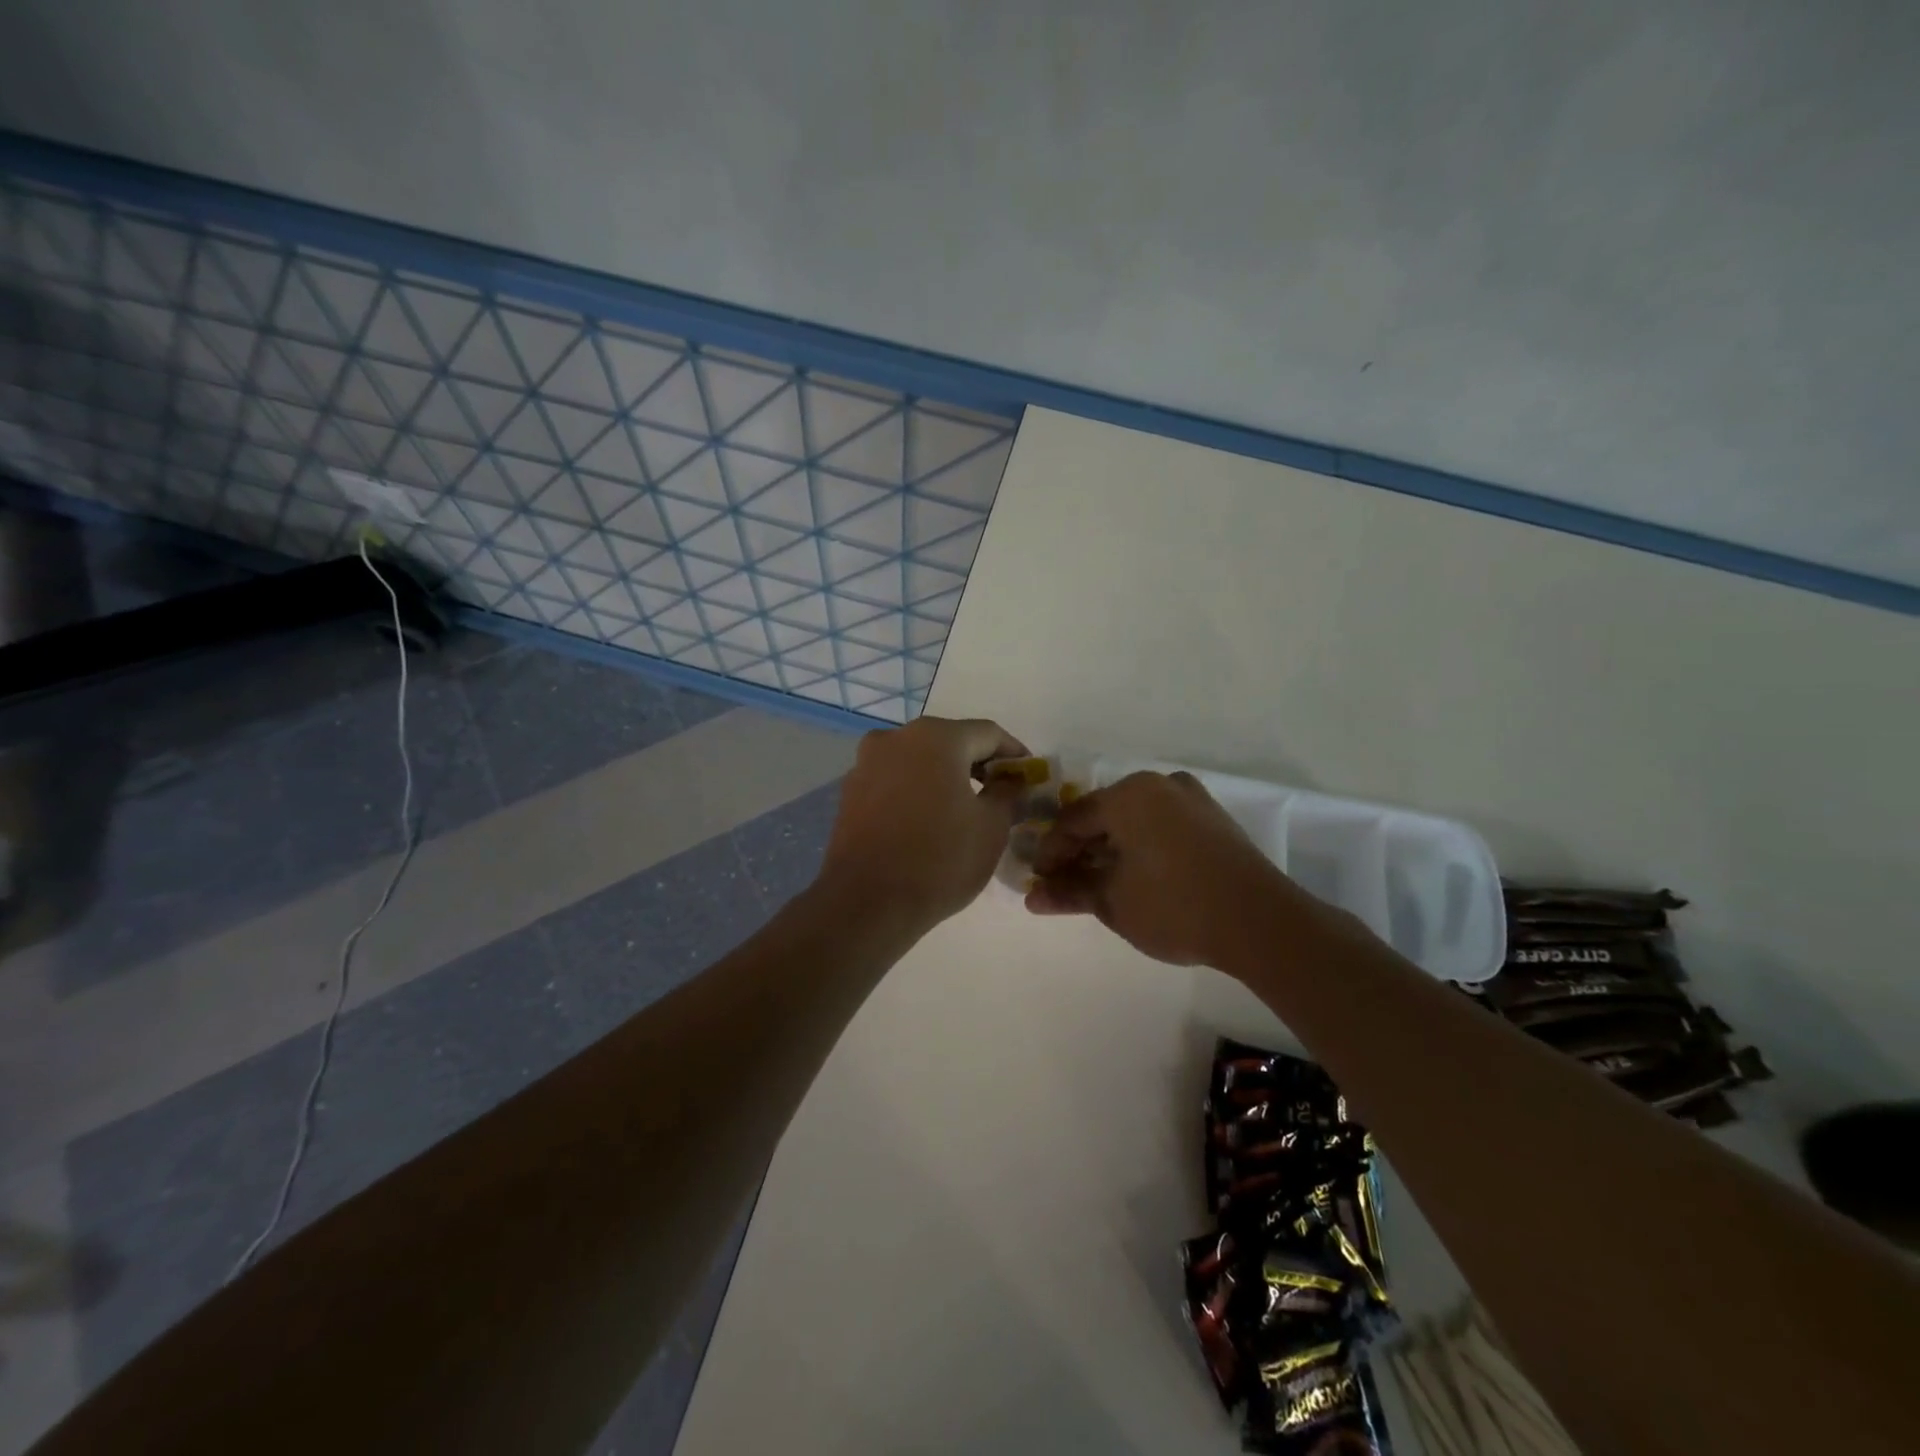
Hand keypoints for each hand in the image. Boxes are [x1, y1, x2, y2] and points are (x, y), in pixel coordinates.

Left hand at [818, 717, 1028, 934]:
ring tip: (965, 809)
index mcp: (936, 737)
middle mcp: (896, 737)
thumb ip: (1007, 793)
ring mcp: (867, 763)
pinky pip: (895, 781)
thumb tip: (1010, 780)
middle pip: (950, 741)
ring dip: (945, 777)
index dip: (1014, 753)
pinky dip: (917, 791)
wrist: (867, 902)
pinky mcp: (851, 791)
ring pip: (919, 760)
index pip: (988, 733)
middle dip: (978, 764)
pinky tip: (928, 821)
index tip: (1028, 776)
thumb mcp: (991, 827)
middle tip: (1001, 793)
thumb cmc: (940, 859)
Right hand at [1026, 771, 1307, 966]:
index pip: (1072, 820)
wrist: (1260, 923)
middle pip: (1104, 816)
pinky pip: (1162, 825)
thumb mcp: (1113, 902)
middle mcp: (1159, 785)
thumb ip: (1069, 892)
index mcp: (1128, 795)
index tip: (1039, 881)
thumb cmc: (1174, 906)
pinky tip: (1137, 877)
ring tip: (1099, 885)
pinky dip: (1142, 847)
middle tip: (1066, 885)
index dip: (1050, 852)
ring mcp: (1191, 798)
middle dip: (1081, 852)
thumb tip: (1032, 895)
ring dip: (1112, 850)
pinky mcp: (1213, 819)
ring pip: (1135, 820)